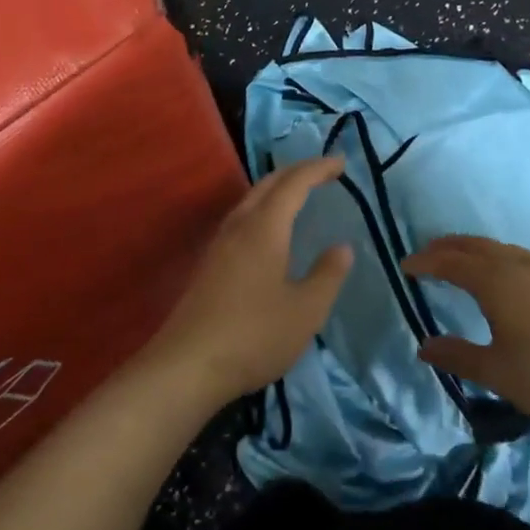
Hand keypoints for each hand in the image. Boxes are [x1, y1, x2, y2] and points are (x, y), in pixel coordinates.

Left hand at [144, 157, 353, 406]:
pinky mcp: (208, 265)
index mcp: (265, 228)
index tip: (341, 163)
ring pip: (250, 200)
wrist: (187, 367)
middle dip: (296, 171)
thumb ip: (328, 275)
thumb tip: (342, 247)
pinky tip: (267, 232)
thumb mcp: (306, 310)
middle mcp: (239, 226)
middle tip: (323, 172)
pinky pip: (240, 219)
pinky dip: (262, 209)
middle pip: (267, 184)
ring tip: (298, 194)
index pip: (294, 184)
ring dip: (276, 189)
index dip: (318, 169)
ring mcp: (218, 245)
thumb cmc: (254, 335)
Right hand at [401, 235, 529, 422]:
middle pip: (476, 247)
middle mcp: (517, 266)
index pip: (451, 264)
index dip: (426, 262)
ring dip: (475, 249)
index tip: (406, 265)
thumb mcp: (495, 372)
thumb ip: (458, 356)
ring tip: (462, 259)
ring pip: (501, 249)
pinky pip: (519, 257)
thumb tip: (425, 346)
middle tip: (428, 253)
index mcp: (495, 282)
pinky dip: (498, 258)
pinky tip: (505, 275)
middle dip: (448, 247)